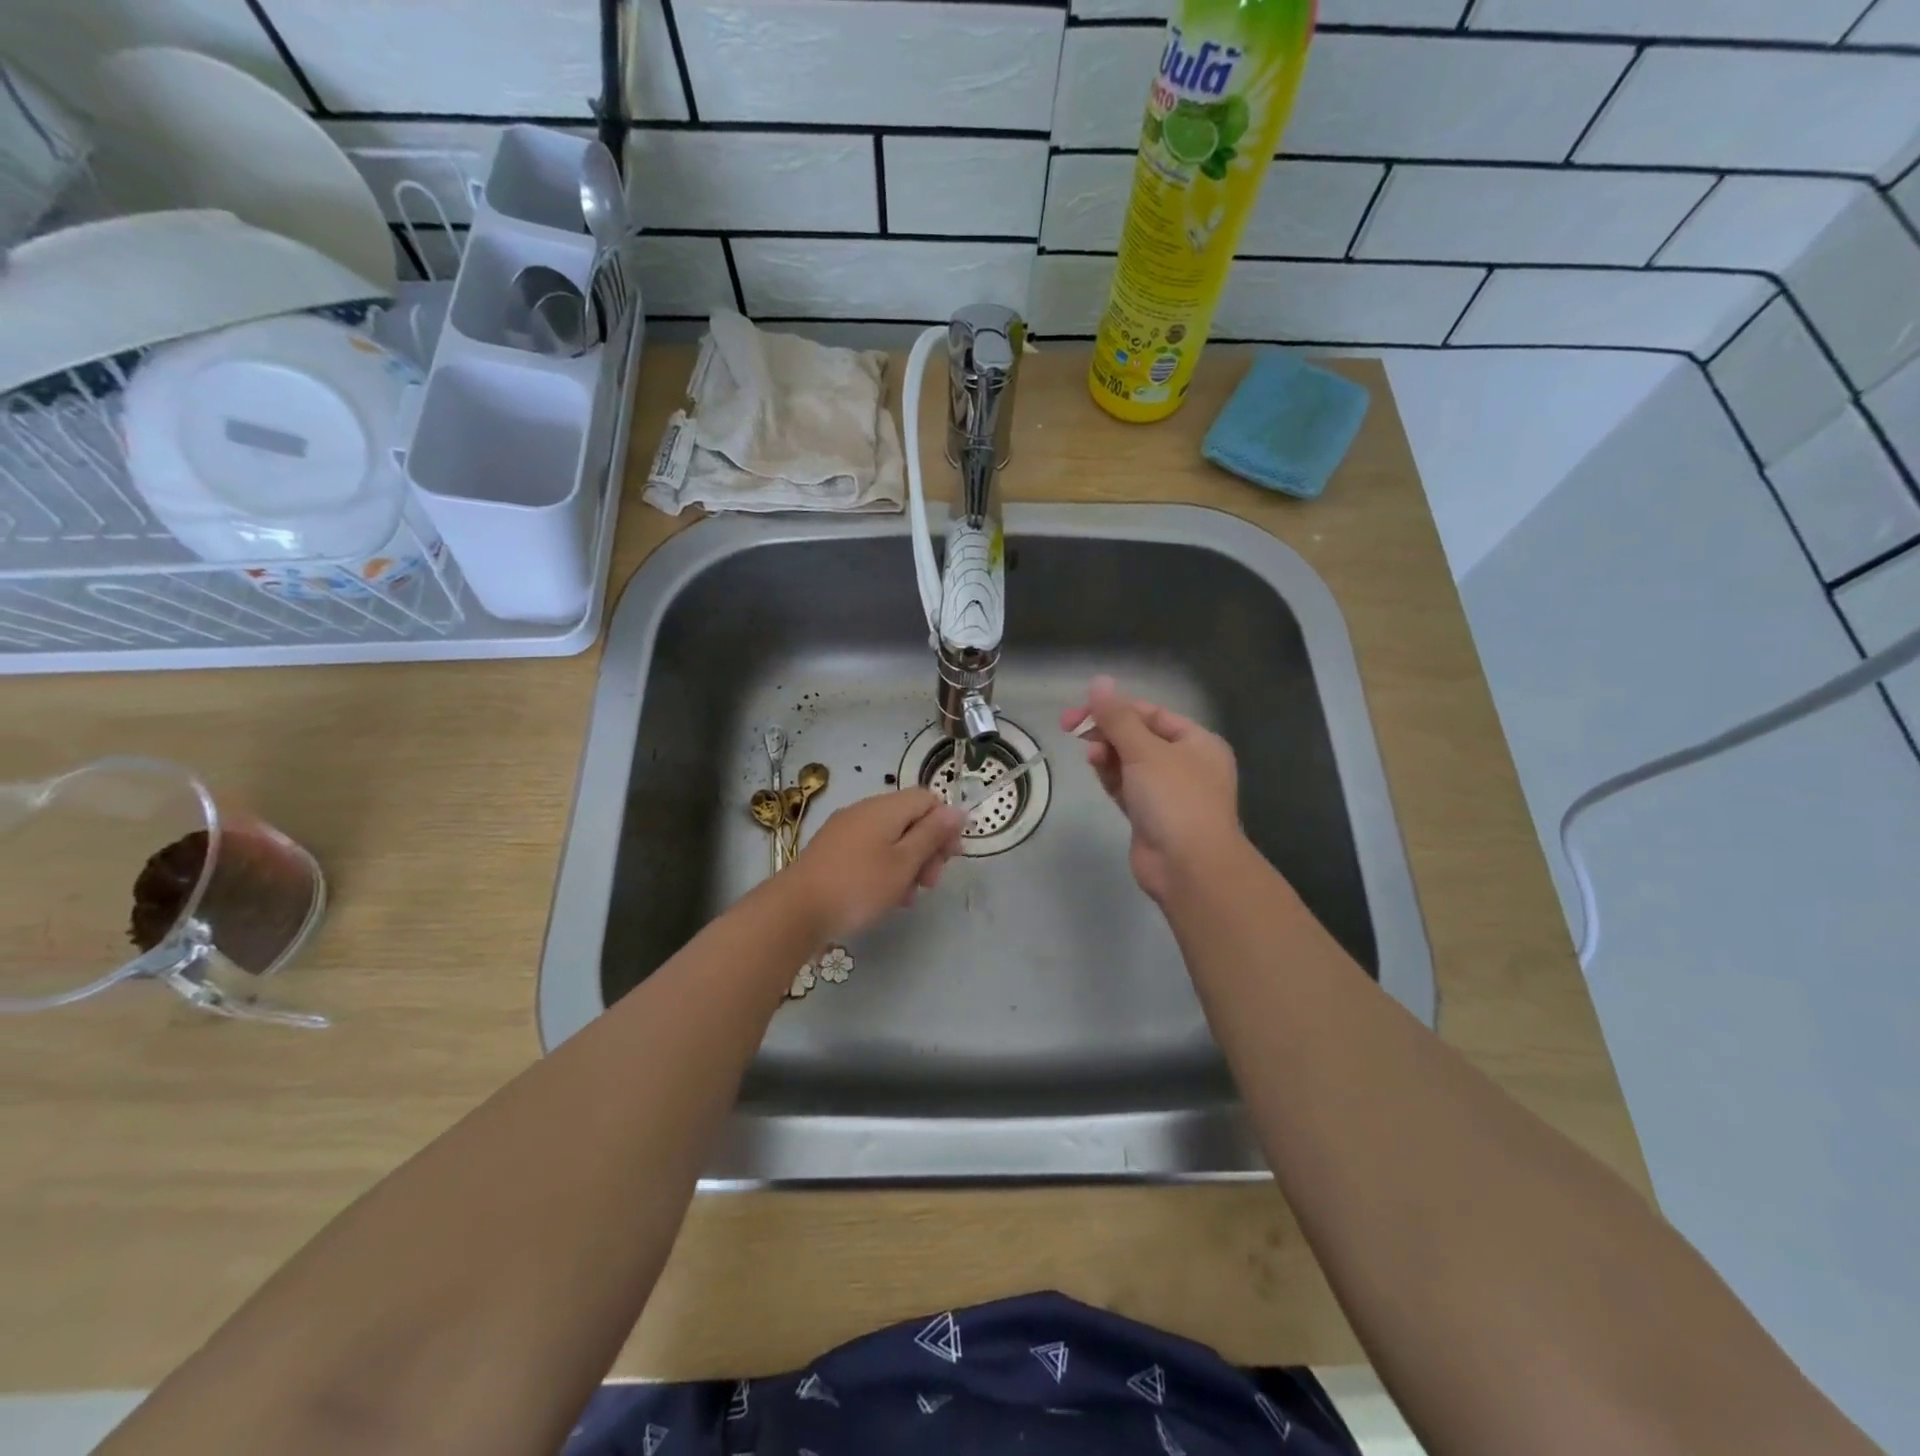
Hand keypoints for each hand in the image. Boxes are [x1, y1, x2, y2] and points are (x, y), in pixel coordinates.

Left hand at [785, 788, 963, 941]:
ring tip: (907, 897)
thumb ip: (932, 834)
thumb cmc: (859, 885)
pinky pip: (870, 851)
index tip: (950, 858)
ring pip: (891, 839)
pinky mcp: (833, 850)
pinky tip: (886, 897)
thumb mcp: (904, 862)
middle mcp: (865, 811)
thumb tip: (956, 810)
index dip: (945, 825)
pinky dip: (884, 869)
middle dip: (928, 848)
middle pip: (910, 819)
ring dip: (907, 864)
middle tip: (930, 883)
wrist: (796, 910)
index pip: (928, 799)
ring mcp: (846, 830)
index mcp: (885, 808)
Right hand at [1063, 675, 1242, 902]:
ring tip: (1090, 755)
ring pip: (1130, 762)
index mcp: (1197, 742)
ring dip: (1107, 753)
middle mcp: (1186, 763)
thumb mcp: (1145, 751)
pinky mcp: (1150, 816)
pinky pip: (1126, 786)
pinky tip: (1095, 767)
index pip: (1151, 713)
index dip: (1115, 708)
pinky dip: (1110, 775)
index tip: (1079, 711)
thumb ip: (1118, 717)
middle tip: (1071, 728)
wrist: (1189, 867)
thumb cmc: (1175, 799)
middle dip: (1107, 731)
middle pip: (1138, 736)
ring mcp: (1168, 792)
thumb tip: (1099, 682)